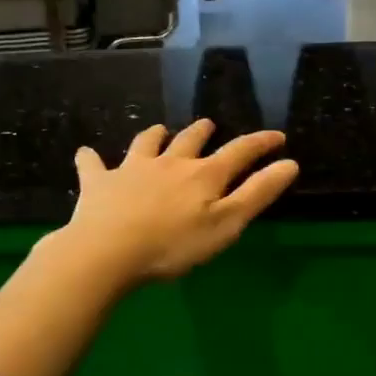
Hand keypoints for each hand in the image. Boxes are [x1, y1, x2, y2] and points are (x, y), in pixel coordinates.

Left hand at [61, 119, 299, 284]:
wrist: (107, 251)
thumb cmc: (173, 244)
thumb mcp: (226, 224)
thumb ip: (257, 193)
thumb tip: (289, 163)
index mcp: (203, 175)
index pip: (239, 151)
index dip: (260, 142)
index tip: (277, 136)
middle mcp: (170, 163)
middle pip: (190, 140)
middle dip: (202, 131)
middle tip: (208, 124)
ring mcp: (132, 169)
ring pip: (146, 143)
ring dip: (155, 135)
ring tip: (159, 130)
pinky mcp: (99, 183)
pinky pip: (93, 165)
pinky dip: (91, 158)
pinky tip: (86, 154)